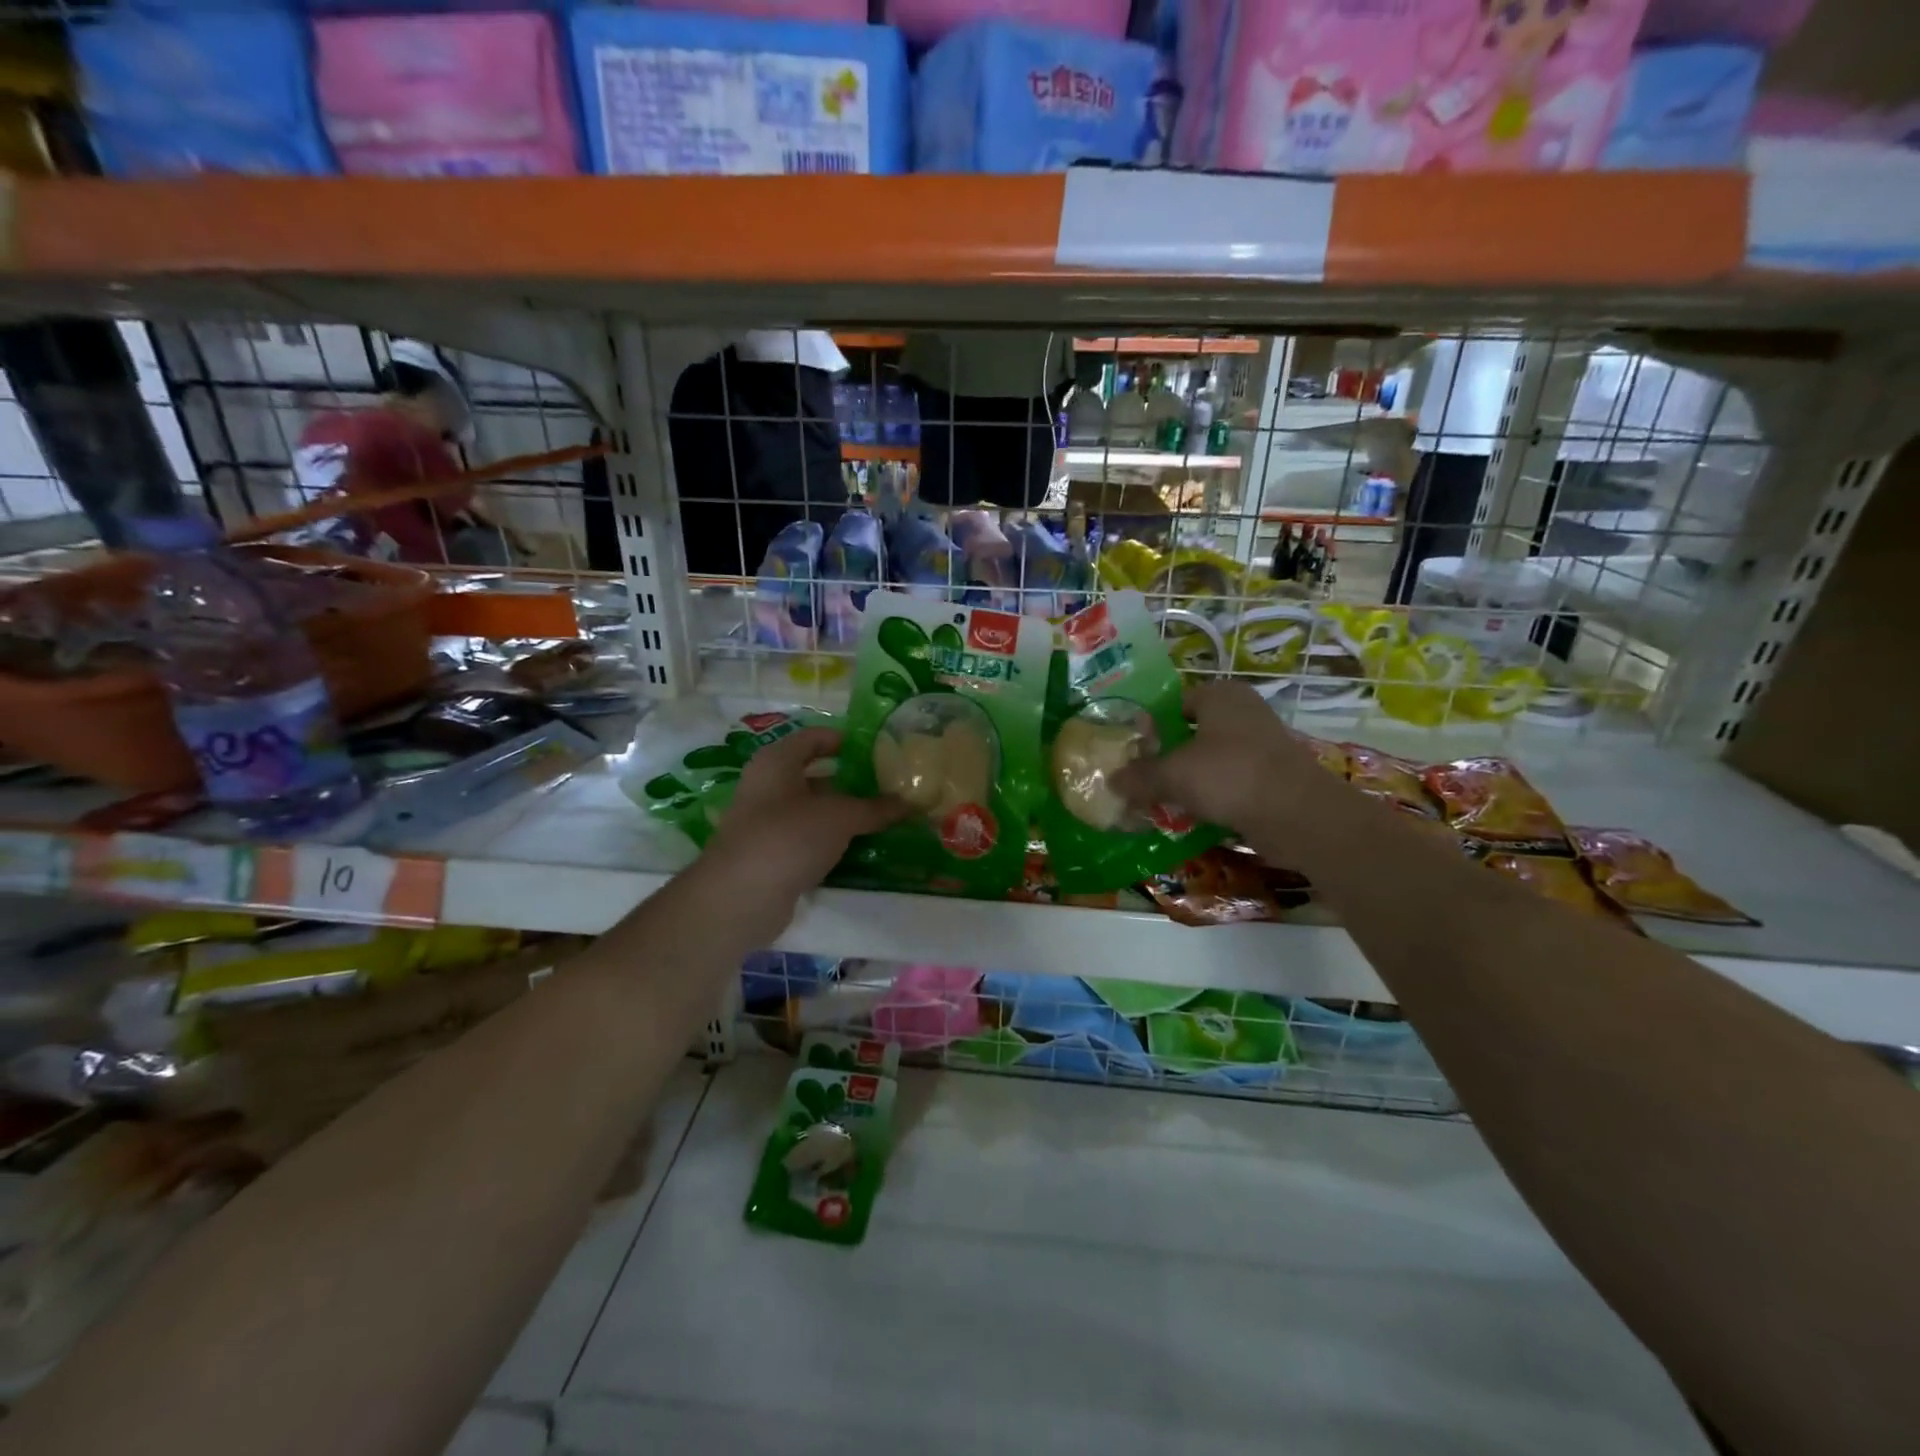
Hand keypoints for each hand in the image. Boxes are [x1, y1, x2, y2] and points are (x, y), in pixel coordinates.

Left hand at [705, 727, 904, 904]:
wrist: (740, 898)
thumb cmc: (789, 837)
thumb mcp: (840, 817)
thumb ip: (875, 808)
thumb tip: (909, 803)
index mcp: (777, 762)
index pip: (815, 738)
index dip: (846, 740)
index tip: (880, 750)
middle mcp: (767, 786)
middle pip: (815, 776)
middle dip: (852, 782)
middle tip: (889, 788)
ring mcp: (766, 823)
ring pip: (813, 811)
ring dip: (844, 816)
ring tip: (884, 820)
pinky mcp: (770, 856)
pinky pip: (807, 840)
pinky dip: (831, 843)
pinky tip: (860, 851)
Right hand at [1111, 680, 1329, 834]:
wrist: (1298, 816)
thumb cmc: (1230, 776)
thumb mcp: (1174, 774)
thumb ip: (1140, 776)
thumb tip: (1111, 781)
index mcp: (1220, 695)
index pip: (1174, 704)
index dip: (1149, 727)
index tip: (1130, 752)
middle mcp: (1242, 712)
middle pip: (1191, 733)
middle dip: (1165, 757)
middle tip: (1138, 779)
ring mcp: (1261, 745)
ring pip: (1209, 760)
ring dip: (1186, 780)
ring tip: (1158, 801)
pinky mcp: (1271, 777)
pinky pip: (1229, 783)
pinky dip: (1210, 797)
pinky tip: (1189, 817)